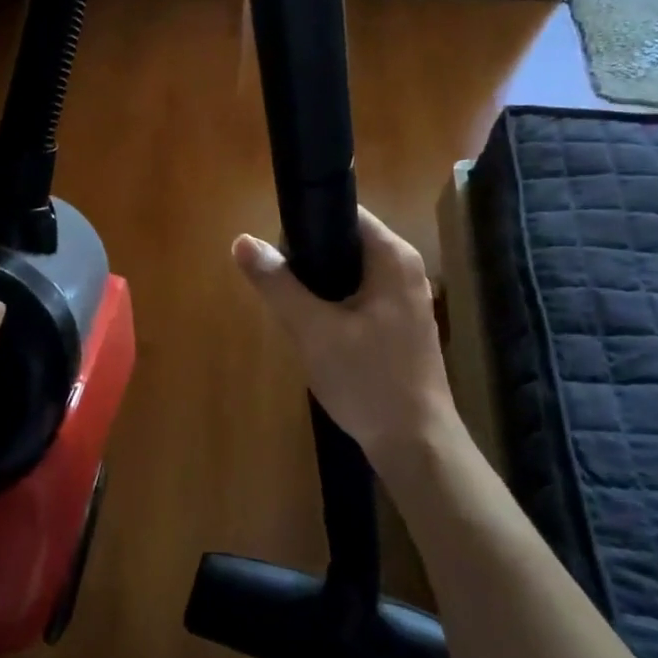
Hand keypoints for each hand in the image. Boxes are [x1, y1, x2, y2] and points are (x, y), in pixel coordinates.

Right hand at [233, 207, 457, 471]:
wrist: (415, 445)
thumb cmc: (367, 380)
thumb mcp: (313, 330)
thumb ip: (278, 284)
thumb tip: (242, 241)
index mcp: (393, 257)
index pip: (345, 213)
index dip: (306, 222)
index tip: (276, 248)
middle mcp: (406, 269)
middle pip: (347, 242)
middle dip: (309, 258)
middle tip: (279, 282)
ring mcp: (407, 298)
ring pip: (352, 272)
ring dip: (320, 284)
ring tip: (291, 305)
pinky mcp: (403, 324)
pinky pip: (362, 296)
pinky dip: (336, 303)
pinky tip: (316, 328)